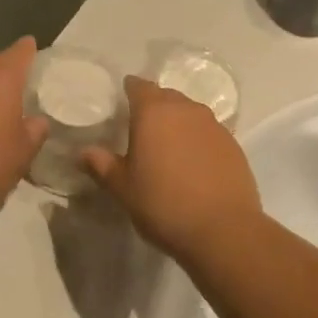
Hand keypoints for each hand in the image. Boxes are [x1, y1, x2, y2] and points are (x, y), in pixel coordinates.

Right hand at [82, 78, 261, 262]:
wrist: (223, 230)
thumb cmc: (163, 204)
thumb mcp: (123, 188)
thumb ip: (101, 165)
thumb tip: (83, 152)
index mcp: (154, 112)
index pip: (139, 86)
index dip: (129, 91)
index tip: (121, 102)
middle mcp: (186, 110)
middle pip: (166, 97)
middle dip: (153, 106)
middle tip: (140, 128)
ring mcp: (214, 126)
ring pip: (190, 113)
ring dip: (177, 123)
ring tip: (167, 146)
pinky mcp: (234, 145)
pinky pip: (208, 132)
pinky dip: (197, 140)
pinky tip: (193, 163)